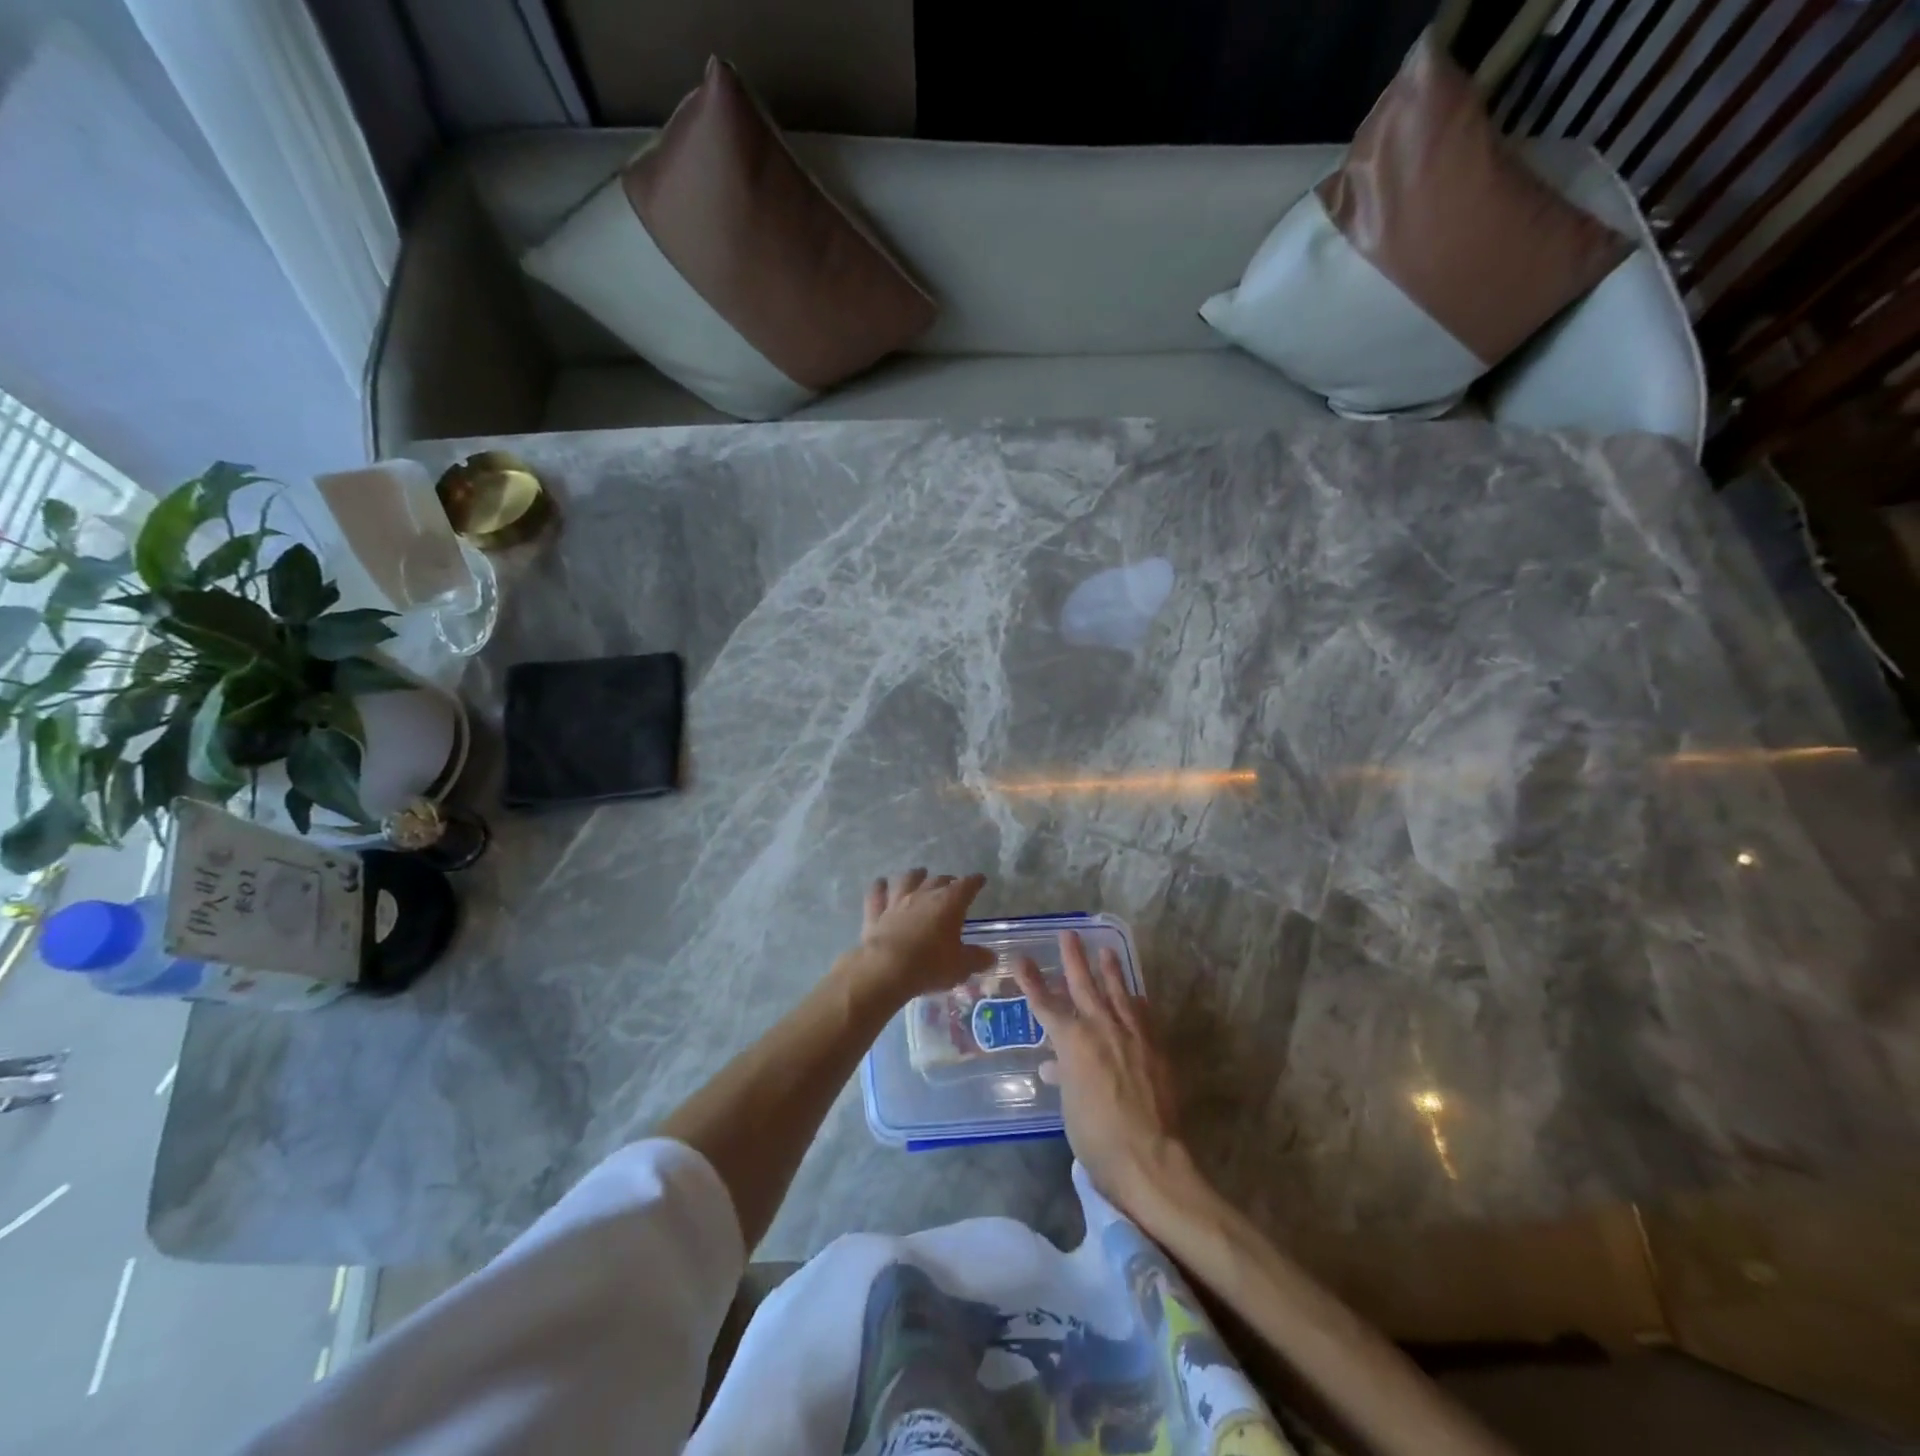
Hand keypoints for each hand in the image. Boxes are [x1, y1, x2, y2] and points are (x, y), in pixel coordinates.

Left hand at [853, 869, 995, 999]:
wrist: (886, 969)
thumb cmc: (930, 965)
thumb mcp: (961, 966)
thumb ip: (977, 959)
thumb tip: (990, 956)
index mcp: (949, 903)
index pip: (966, 886)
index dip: (974, 881)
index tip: (980, 879)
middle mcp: (923, 895)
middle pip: (938, 880)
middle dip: (947, 880)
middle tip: (951, 883)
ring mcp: (897, 901)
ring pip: (907, 880)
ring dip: (914, 875)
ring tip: (919, 873)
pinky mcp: (875, 913)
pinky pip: (877, 894)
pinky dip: (879, 887)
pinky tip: (880, 883)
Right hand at [1014, 931, 1185, 1210]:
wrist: (1148, 1157)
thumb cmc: (1096, 1136)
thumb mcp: (1069, 1106)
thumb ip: (1065, 1078)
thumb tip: (1056, 1068)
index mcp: (1073, 1042)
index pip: (1046, 1005)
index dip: (1031, 981)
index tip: (1020, 958)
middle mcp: (1102, 1029)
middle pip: (1084, 986)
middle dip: (1074, 959)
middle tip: (1069, 935)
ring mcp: (1132, 1036)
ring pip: (1119, 993)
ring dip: (1111, 971)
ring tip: (1106, 950)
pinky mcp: (1154, 1048)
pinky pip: (1143, 1016)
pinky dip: (1137, 1003)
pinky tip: (1137, 995)